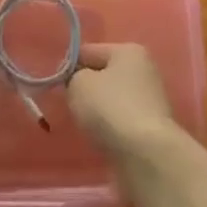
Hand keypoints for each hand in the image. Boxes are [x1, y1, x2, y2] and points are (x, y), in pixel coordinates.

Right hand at [67, 43, 178, 163]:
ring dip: (97, 110)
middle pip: (103, 75)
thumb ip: (73, 77)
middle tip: (69, 104)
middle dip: (85, 89)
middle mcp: (144, 70)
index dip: (69, 66)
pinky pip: (120, 120)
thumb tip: (79, 82)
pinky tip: (100, 138)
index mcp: (129, 51)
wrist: (145, 154)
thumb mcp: (79, 84)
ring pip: (112, 99)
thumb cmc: (110, 108)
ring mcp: (150, 100)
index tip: (55, 84)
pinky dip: (109, 127)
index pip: (89, 51)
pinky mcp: (150, 127)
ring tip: (84, 124)